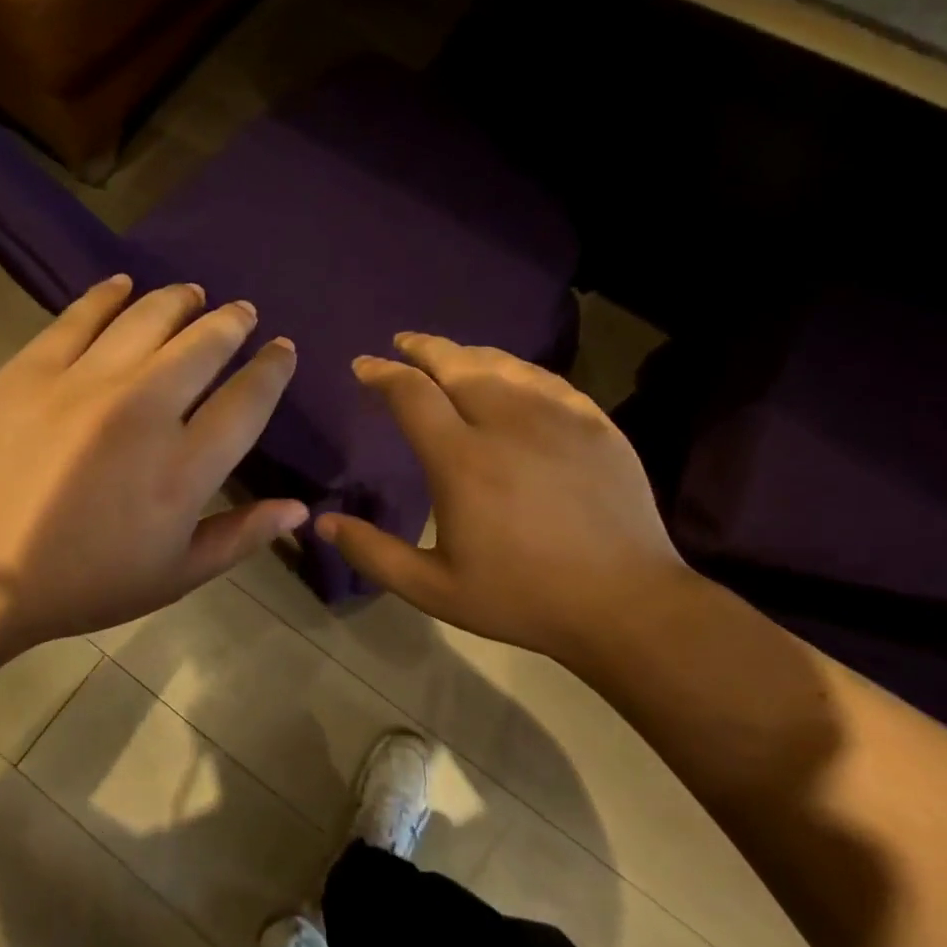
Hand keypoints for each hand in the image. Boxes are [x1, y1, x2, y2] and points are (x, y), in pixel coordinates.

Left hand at [0, 275, 304, 670]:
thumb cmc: (82, 584)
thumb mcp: (174, 576)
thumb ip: (240, 536)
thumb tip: (299, 507)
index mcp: (184, 467)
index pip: (247, 400)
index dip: (272, 369)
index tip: (282, 350)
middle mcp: (143, 411)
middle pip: (204, 345)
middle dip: (232, 323)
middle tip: (242, 312)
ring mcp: (83, 382)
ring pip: (147, 319)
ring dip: (179, 300)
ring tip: (194, 294)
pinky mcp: (31, 370)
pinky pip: (79, 316)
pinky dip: (108, 295)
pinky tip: (123, 285)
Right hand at [316, 333, 687, 662]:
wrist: (624, 603)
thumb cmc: (522, 598)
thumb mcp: (434, 589)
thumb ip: (374, 553)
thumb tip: (322, 523)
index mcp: (461, 459)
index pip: (411, 394)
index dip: (382, 374)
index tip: (364, 366)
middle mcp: (506, 422)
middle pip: (457, 364)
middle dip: (422, 348)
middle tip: (402, 343)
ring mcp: (557, 417)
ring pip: (503, 365)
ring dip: (467, 354)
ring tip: (449, 355)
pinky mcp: (595, 423)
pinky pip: (547, 380)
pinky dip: (517, 370)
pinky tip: (511, 377)